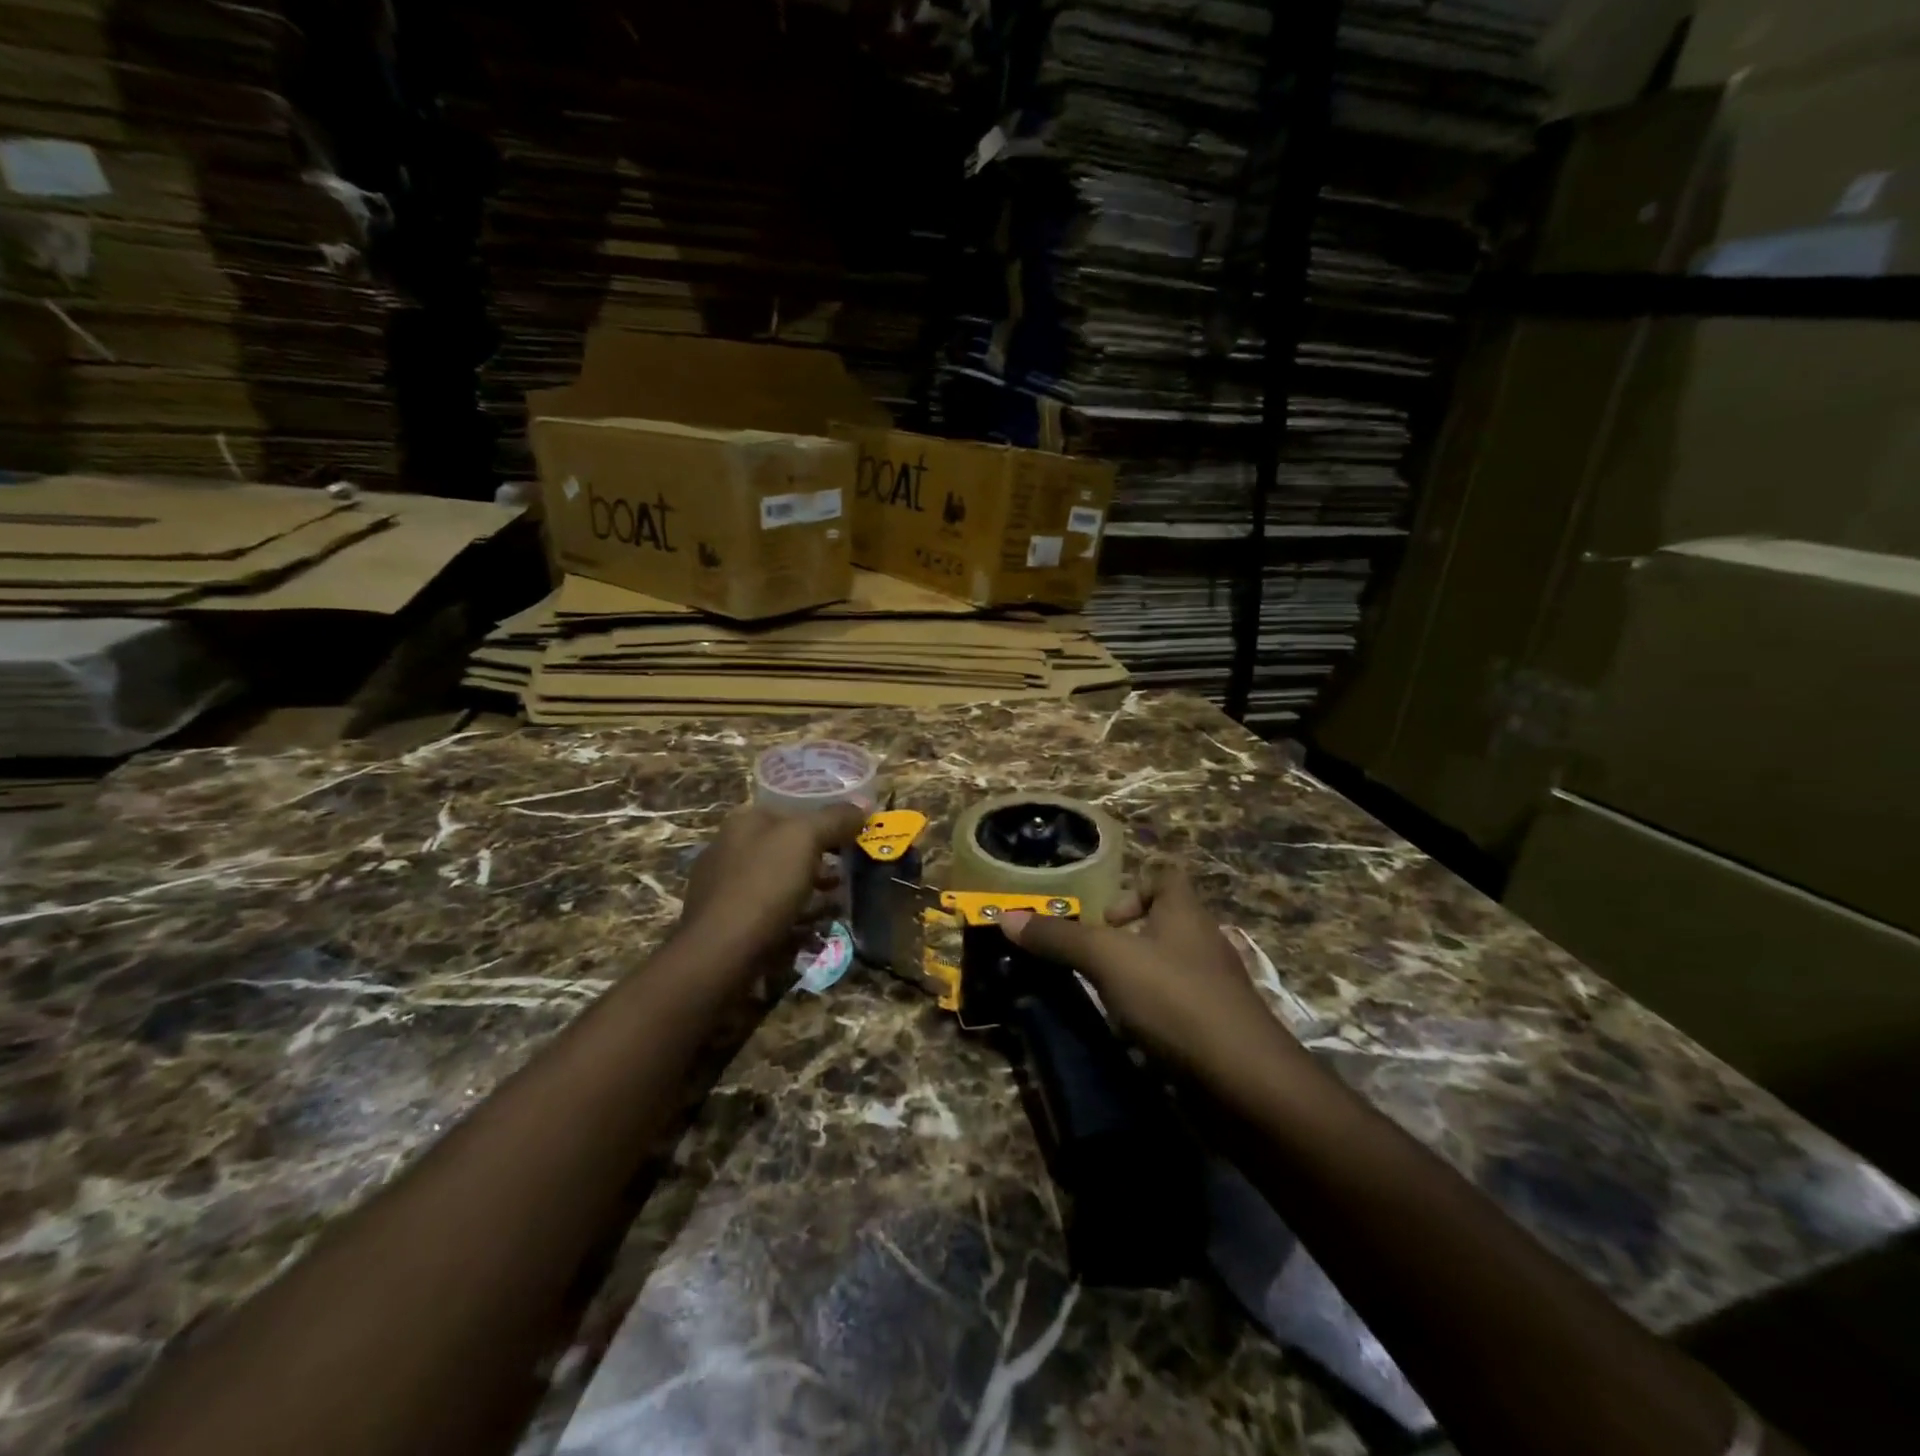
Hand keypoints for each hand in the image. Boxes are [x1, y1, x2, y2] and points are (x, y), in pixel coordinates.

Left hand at [680, 802, 868, 956]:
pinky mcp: (728, 924)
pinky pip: (771, 913)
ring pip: (781, 882)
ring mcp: (725, 889)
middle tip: (850, 872)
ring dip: (812, 890)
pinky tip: (814, 930)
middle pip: (788, 848)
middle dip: (821, 859)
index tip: (854, 837)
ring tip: (839, 903)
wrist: (719, 955)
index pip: (792, 811)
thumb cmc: (763, 886)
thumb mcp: (805, 839)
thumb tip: (864, 804)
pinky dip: (795, 917)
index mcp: (744, 822)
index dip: (826, 820)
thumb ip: (835, 818)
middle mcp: (730, 849)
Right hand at [1000, 862, 1292, 1077]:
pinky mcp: (1216, 1029)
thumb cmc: (1175, 1000)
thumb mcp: (1108, 960)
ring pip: (1167, 968)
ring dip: (1135, 979)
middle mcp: (1204, 942)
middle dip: (1123, 939)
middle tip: (1091, 963)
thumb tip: (1006, 917)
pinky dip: (1152, 1015)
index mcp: (1186, 913)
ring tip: (1103, 999)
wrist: (1246, 1084)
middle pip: (1162, 922)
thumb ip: (1059, 938)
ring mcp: (1214, 988)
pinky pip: (1176, 1007)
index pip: (1164, 877)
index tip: (1101, 922)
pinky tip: (1131, 1036)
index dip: (1130, 889)